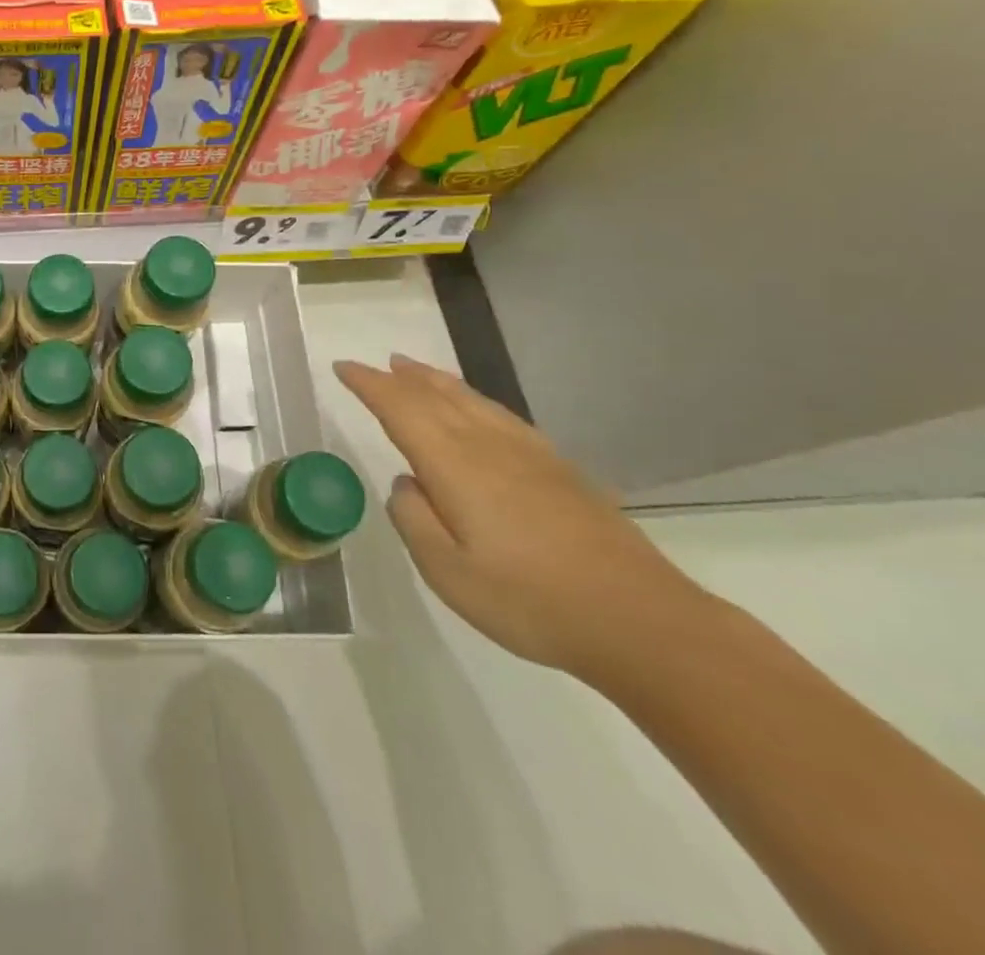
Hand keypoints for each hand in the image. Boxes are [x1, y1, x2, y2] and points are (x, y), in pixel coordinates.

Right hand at [337, 355, 711, 679]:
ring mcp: (530, 454)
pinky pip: (501, 415)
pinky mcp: (560, 469)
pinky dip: (474, 400)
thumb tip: (406, 484)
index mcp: (455, 464)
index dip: (369, 385)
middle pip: (436, 396)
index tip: (343, 367)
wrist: (641, 621)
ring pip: (472, 400)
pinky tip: (477, 409)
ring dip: (436, 381)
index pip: (400, 408)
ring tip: (415, 370)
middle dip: (400, 377)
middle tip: (376, 363)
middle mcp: (489, 445)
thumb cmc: (531, 601)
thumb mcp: (447, 572)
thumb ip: (413, 519)